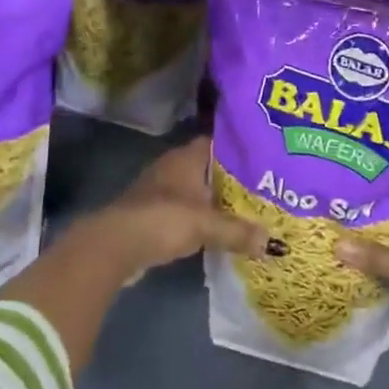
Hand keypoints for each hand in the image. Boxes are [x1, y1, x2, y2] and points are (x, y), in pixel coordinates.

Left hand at [84, 137, 270, 276]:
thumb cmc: (164, 220)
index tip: (264, 159)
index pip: (219, 143)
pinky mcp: (152, 214)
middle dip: (232, 178)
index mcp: (187, 158)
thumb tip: (273, 243)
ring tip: (246, 210)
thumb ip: (239, 232)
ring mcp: (159, 190)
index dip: (240, 149)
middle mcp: (173, 167)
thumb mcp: (207, 225)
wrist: (115, 245)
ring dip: (215, 200)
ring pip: (196, 190)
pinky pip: (185, 210)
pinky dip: (200, 218)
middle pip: (209, 168)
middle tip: (263, 188)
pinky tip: (217, 230)